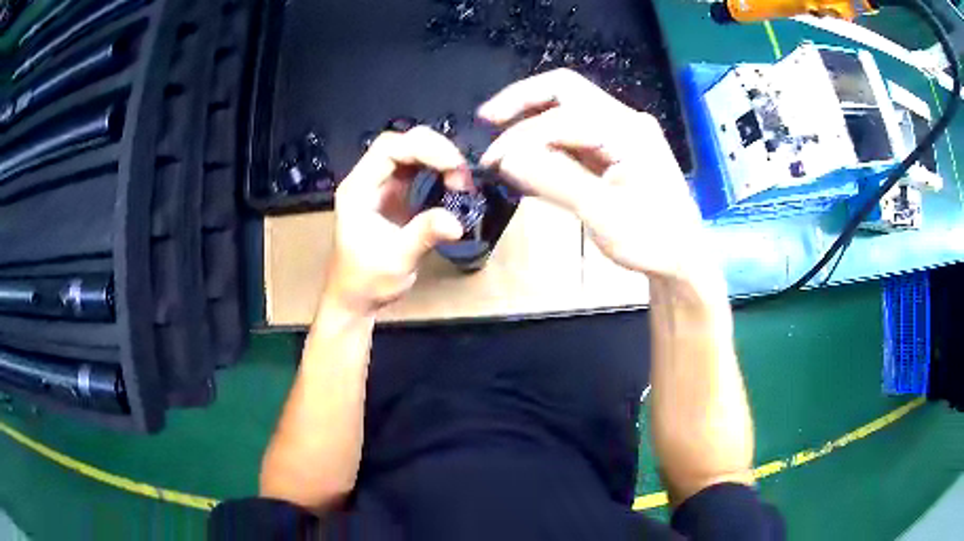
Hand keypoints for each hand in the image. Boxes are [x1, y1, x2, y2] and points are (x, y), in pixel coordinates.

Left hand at [324, 126, 472, 313]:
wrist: (355, 297)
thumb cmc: (367, 280)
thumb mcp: (397, 259)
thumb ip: (424, 235)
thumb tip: (457, 223)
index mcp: (358, 189)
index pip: (389, 149)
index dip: (424, 149)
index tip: (454, 166)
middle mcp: (368, 180)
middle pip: (401, 143)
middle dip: (435, 150)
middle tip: (462, 174)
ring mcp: (380, 186)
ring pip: (410, 153)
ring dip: (439, 159)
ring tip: (461, 180)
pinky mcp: (394, 195)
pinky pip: (416, 170)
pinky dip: (437, 171)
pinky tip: (452, 184)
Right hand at [479, 69, 708, 281]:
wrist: (682, 259)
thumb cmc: (651, 241)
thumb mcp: (602, 214)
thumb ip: (555, 180)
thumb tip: (507, 158)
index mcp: (627, 131)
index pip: (562, 118)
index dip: (522, 138)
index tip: (492, 163)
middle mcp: (624, 121)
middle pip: (566, 90)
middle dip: (523, 101)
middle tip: (487, 119)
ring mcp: (620, 132)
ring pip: (567, 107)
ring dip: (532, 118)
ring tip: (502, 138)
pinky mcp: (615, 148)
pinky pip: (574, 132)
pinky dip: (547, 139)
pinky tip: (528, 155)